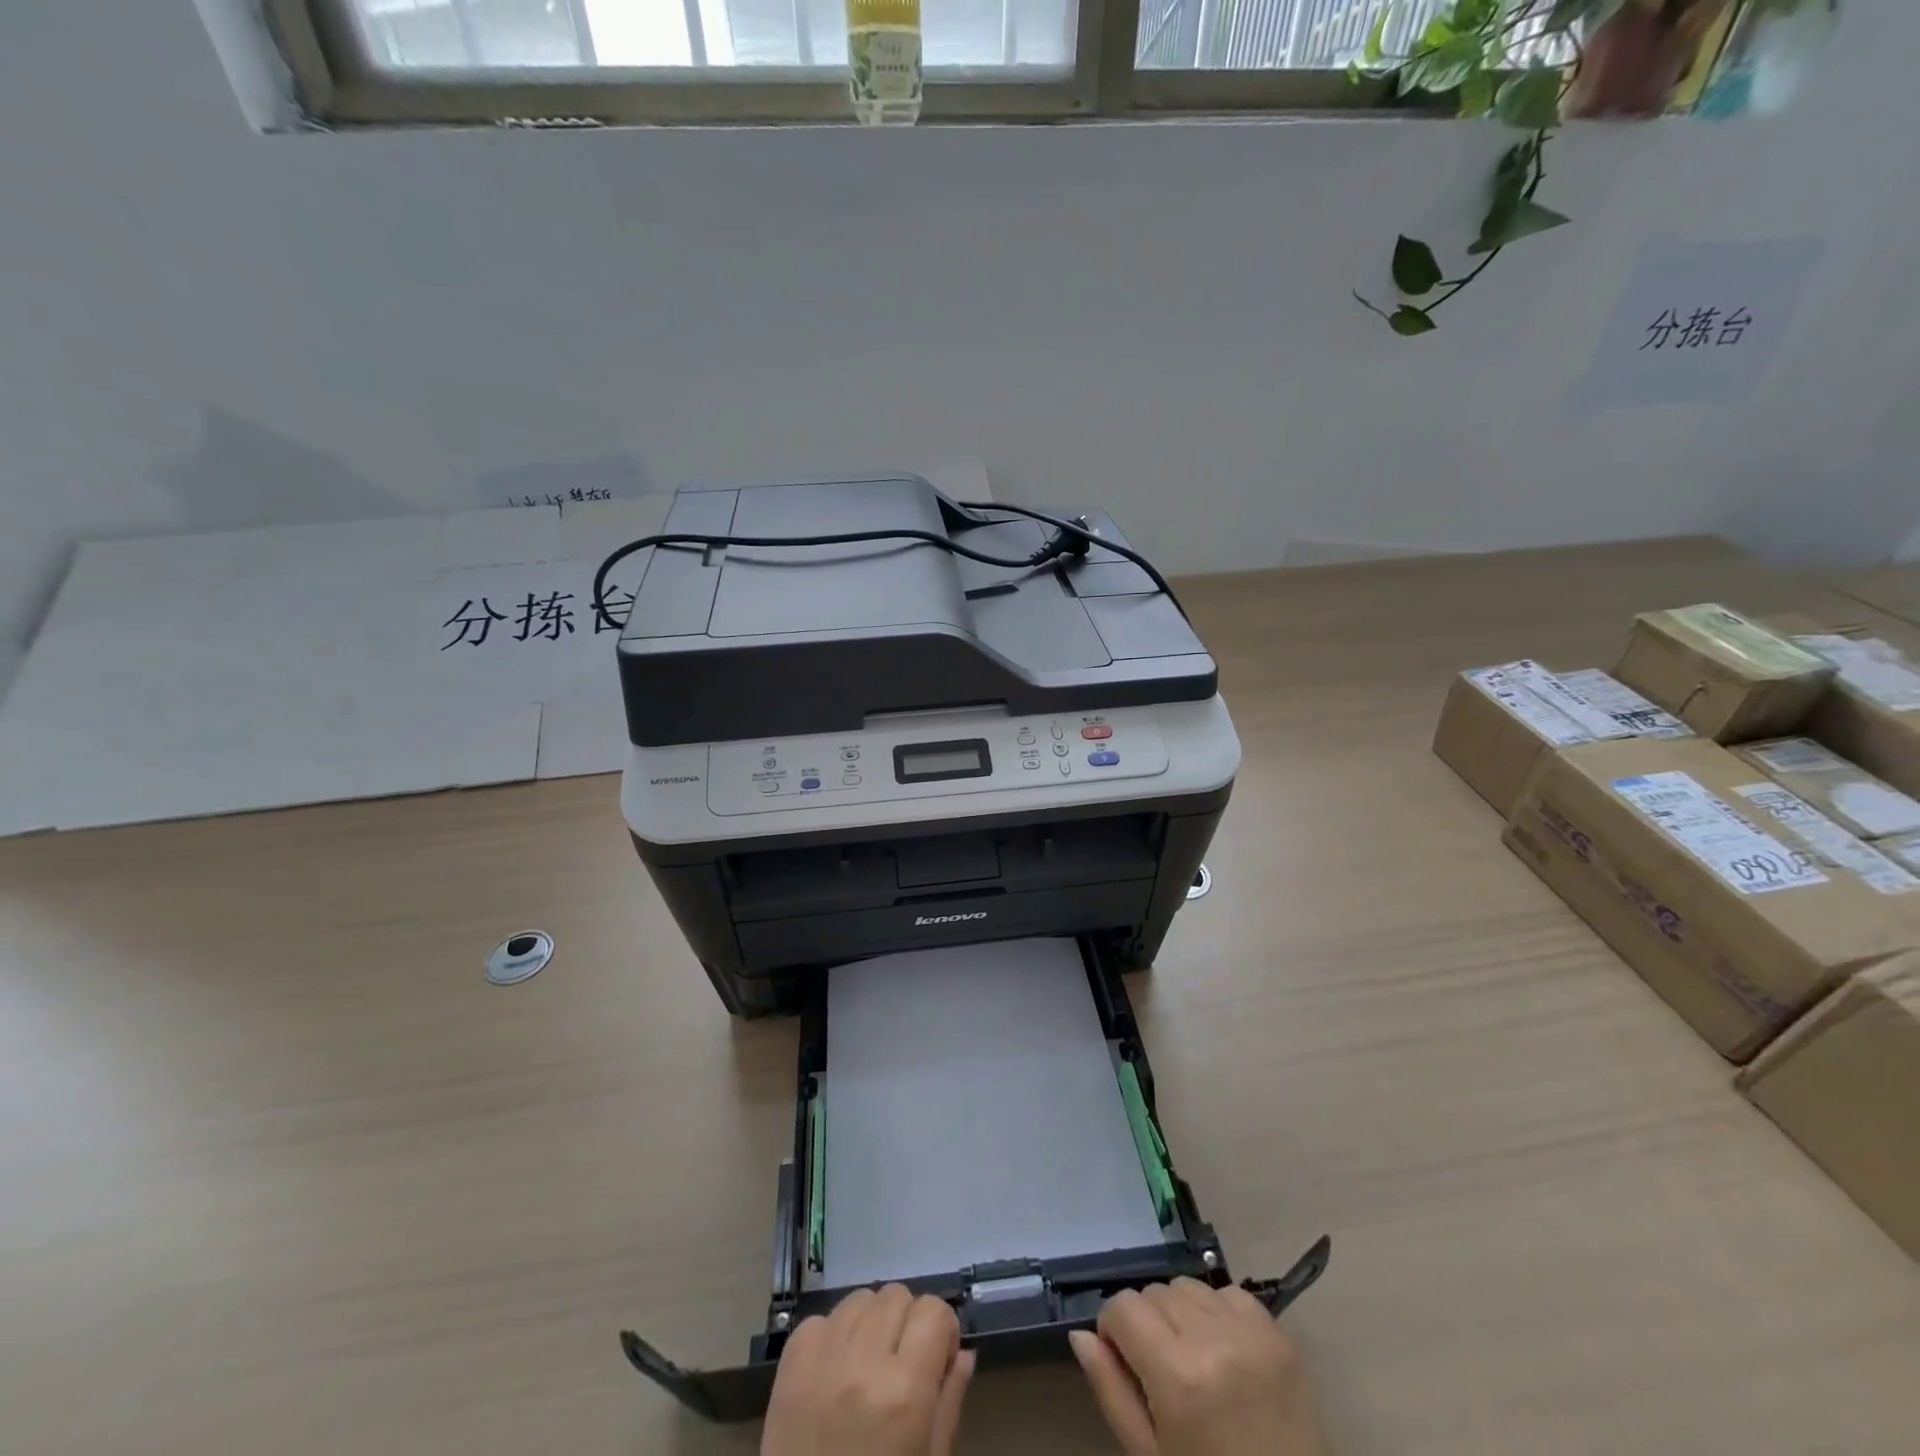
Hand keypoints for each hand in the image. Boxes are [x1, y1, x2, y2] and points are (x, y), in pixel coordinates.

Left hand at [761, 1285, 976, 1455]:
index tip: (938, 1354)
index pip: (933, 1310)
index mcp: (905, 1390)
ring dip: (871, 1321)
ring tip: (868, 1360)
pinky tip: (836, 1369)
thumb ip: (949, 1402)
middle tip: (902, 1359)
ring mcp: (824, 1355)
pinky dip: (835, 1335)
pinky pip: (823, 1318)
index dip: (941, 1327)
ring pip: (861, 1298)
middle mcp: (865, 1360)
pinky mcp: (792, 1360)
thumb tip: (963, 1352)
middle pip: (897, 1294)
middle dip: (906, 1320)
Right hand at [1068, 1279, 1324, 1455]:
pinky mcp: (1279, 1333)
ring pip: (1187, 1285)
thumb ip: (1111, 1391)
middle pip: (1154, 1291)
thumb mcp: (1150, 1455)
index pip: (1122, 1306)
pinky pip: (1229, 1293)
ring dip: (1180, 1313)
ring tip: (1193, 1358)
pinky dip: (1217, 1312)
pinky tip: (1224, 1351)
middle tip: (1160, 1370)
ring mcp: (1251, 1332)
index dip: (1114, 1331)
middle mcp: (1212, 1338)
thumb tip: (1080, 1335)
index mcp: (1177, 1375)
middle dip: (1147, 1322)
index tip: (1124, 1362)